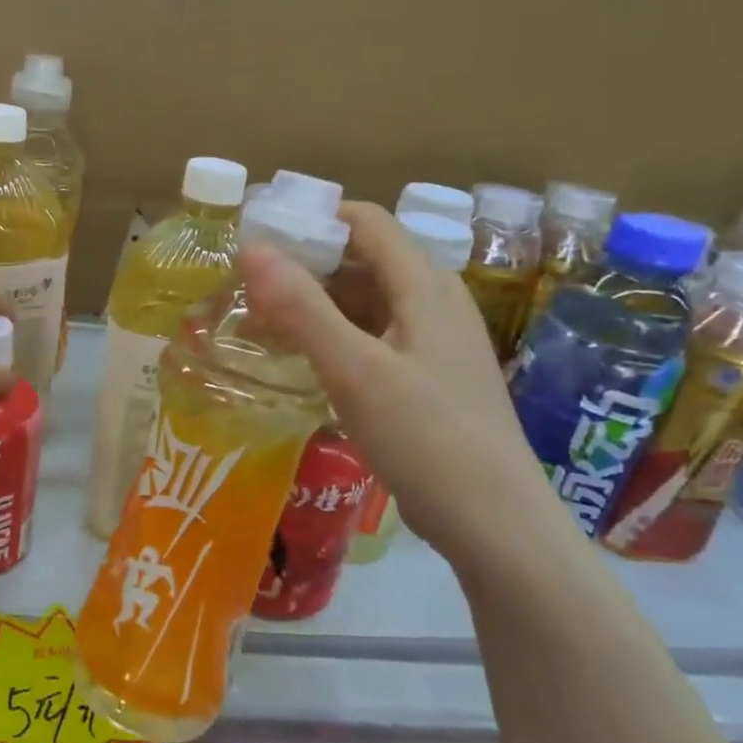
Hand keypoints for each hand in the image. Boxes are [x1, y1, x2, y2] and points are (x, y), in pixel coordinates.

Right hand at [242, 202, 563, 561]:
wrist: (495, 523)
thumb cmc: (426, 437)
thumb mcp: (355, 370)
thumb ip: (302, 308)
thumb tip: (252, 247)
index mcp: (425, 287)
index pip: (366, 222)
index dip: (312, 219)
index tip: (258, 236)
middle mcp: (434, 304)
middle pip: (364, 261)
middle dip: (305, 266)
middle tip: (247, 286)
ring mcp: (433, 344)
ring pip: (366, 304)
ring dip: (315, 306)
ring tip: (261, 323)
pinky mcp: (427, 380)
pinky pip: (373, 340)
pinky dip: (334, 339)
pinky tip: (303, 362)